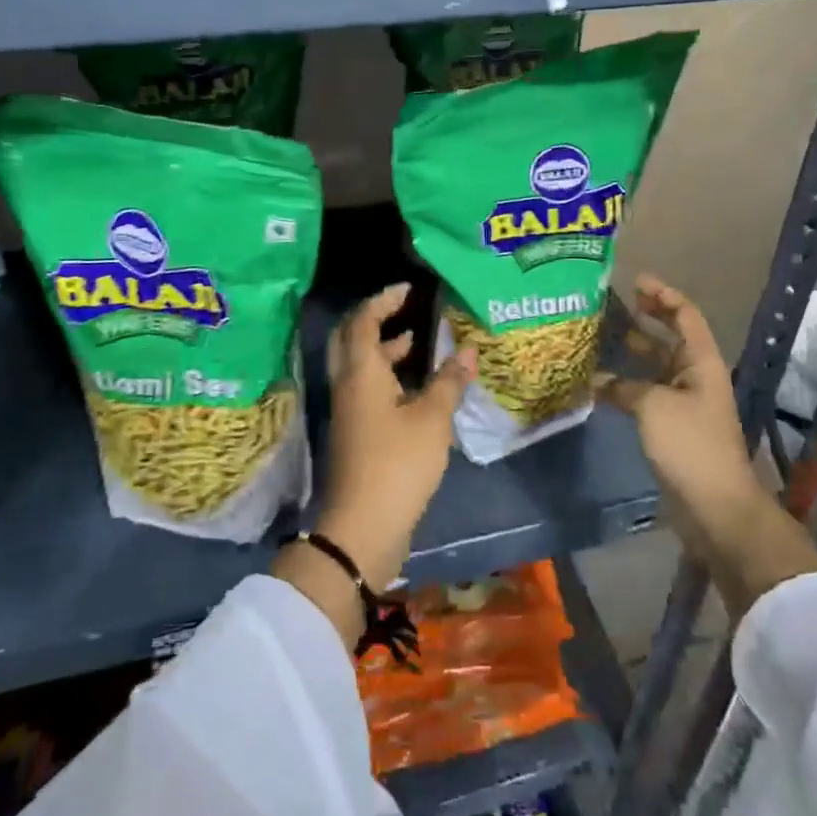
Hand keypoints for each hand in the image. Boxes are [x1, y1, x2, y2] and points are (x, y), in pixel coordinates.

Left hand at [316, 283, 476, 591]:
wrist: (363, 527)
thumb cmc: (398, 464)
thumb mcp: (432, 419)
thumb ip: (449, 381)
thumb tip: (468, 349)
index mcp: (361, 373)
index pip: (364, 322)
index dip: (383, 301)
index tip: (408, 289)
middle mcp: (348, 385)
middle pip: (351, 339)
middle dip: (375, 319)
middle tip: (403, 307)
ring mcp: (349, 410)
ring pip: (359, 365)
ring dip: (382, 348)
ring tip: (415, 340)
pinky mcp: (356, 433)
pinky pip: (367, 387)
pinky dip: (387, 375)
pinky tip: (415, 385)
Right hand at [596, 275, 760, 546]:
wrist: (714, 507)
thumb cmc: (690, 445)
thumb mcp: (653, 406)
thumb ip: (624, 386)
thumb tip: (599, 380)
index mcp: (700, 362)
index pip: (685, 315)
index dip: (663, 295)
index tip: (635, 281)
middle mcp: (694, 376)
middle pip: (668, 338)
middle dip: (643, 319)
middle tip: (610, 305)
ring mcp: (683, 402)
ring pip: (654, 366)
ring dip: (630, 353)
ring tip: (597, 337)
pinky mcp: (671, 427)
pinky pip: (645, 393)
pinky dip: (624, 385)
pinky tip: (598, 382)